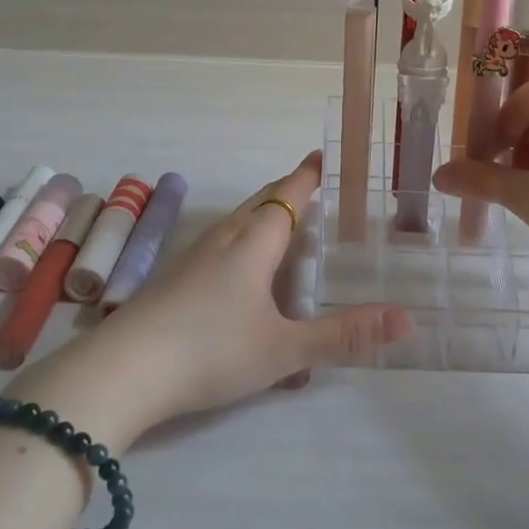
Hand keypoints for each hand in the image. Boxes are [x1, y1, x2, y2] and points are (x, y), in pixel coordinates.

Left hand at [4, 152, 410, 447]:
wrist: (122, 373)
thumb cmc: (211, 351)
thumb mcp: (285, 349)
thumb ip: (344, 336)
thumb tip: (407, 319)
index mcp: (254, 242)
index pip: (288, 195)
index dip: (308, 175)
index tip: (324, 155)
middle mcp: (224, 239)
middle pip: (260, 201)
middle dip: (287, 189)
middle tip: (312, 185)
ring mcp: (193, 258)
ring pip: (236, 222)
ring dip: (262, 214)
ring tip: (283, 222)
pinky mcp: (173, 280)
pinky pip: (219, 244)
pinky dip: (242, 240)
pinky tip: (240, 270)